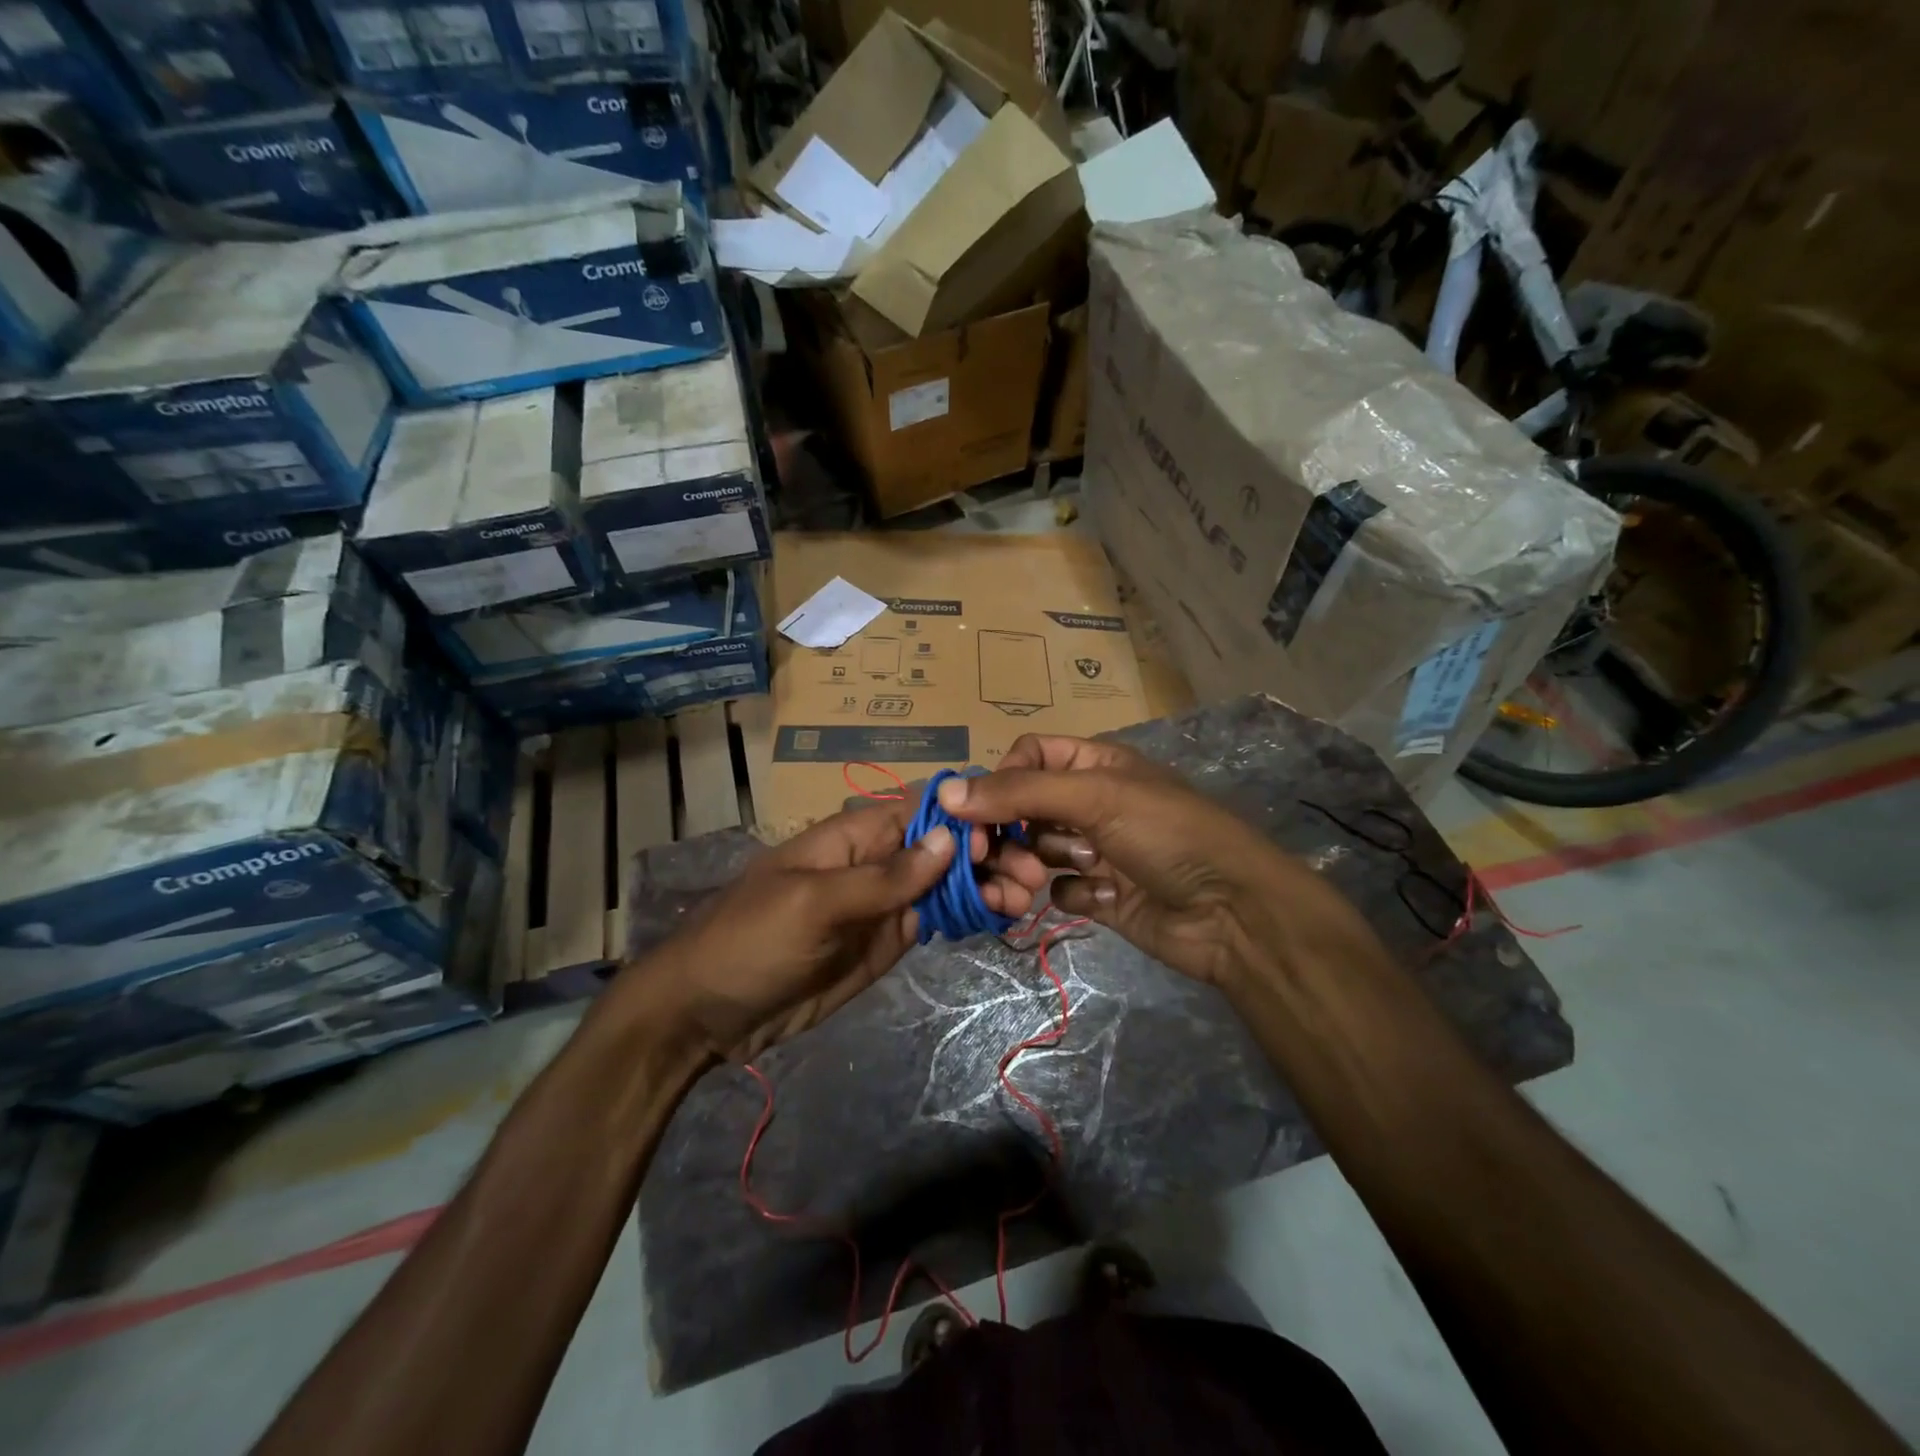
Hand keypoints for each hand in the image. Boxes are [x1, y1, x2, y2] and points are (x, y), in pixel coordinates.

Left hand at [629, 799, 1047, 1062]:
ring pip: (947, 883)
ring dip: (988, 885)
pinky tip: (1003, 917)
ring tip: (1027, 899)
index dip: (964, 818)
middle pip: (943, 846)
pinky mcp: (888, 941)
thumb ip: (883, 876)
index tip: (1003, 840)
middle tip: (1032, 876)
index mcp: (854, 836)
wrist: (707, 1014)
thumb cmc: (750, 942)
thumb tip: (950, 837)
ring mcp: (885, 903)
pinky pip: (936, 920)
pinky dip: (971, 916)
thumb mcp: (813, 905)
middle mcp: (877, 862)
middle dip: (988, 854)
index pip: (920, 811)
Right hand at [938, 735, 1356, 992]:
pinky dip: (1067, 895)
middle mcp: (1091, 802)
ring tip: (1037, 884)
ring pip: (1035, 851)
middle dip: (1008, 833)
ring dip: (1031, 866)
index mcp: (1093, 764)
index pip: (1027, 756)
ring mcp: (1095, 849)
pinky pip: (1060, 889)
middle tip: (992, 858)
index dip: (998, 780)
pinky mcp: (1101, 894)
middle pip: (1022, 808)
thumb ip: (1019, 792)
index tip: (976, 813)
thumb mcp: (1096, 797)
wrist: (1233, 912)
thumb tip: (946, 791)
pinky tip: (1095, 900)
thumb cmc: (1166, 834)